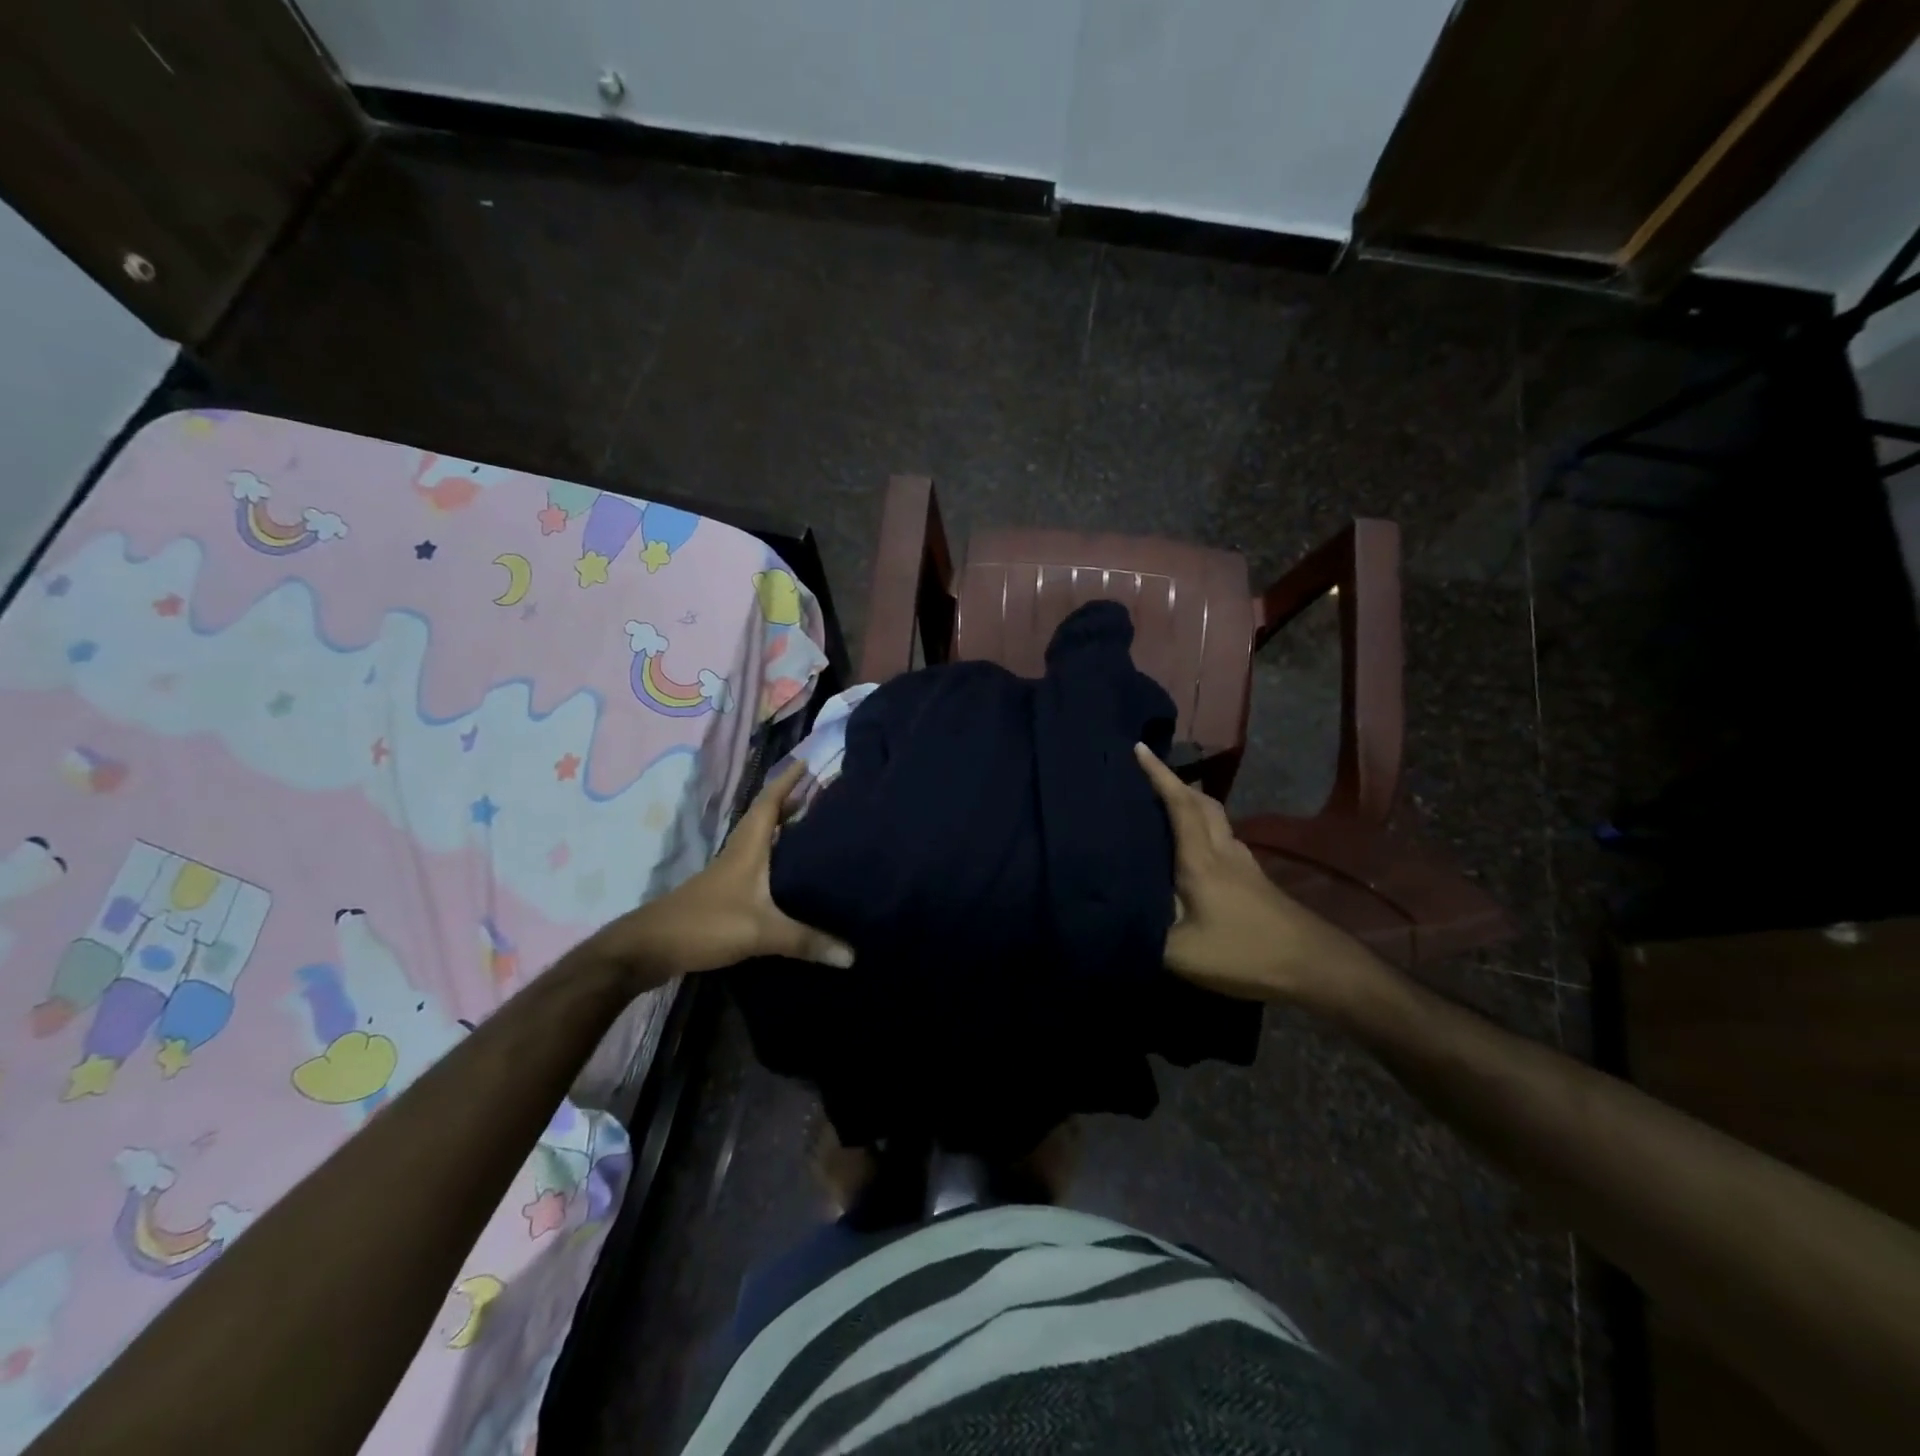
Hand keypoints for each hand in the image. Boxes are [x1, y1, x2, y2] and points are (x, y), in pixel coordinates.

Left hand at [597, 760, 853, 980]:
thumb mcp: (761, 931)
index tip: (806, 763)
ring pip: (761, 842)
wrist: (649, 948)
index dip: (786, 782)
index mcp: (748, 848)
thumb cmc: (706, 924)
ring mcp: (729, 874)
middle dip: (791, 803)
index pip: (768, 803)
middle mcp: (739, 854)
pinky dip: (776, 859)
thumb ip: (806, 941)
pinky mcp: (724, 895)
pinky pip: (757, 865)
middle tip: (821, 796)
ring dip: (783, 830)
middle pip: (766, 819)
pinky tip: (790, 875)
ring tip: (812, 829)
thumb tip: (853, 956)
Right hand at [1134, 743, 1365, 1006]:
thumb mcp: (1182, 953)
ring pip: (1215, 819)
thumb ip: (1143, 932)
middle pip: (1201, 803)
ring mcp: (1243, 864)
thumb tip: (1110, 916)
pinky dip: (1203, 828)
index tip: (1138, 747)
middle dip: (1174, 781)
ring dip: (1190, 803)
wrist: (1314, 966)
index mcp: (1201, 861)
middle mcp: (1223, 852)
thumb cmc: (1244, 953)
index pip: (1178, 805)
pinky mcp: (1254, 880)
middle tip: (1147, 773)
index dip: (1158, 774)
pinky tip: (1194, 848)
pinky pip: (1222, 838)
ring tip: (1165, 805)